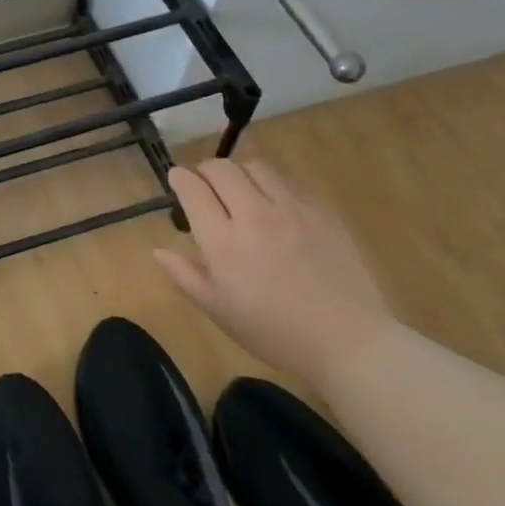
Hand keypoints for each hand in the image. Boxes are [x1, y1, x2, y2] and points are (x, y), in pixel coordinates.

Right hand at [155, 159, 392, 387]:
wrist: (345, 339)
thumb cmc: (272, 331)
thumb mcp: (218, 310)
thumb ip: (184, 275)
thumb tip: (159, 250)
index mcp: (223, 242)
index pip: (193, 189)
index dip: (180, 178)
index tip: (177, 179)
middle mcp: (254, 215)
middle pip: (222, 169)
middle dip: (205, 171)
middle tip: (205, 187)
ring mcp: (291, 209)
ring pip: (255, 167)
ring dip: (239, 174)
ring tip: (240, 193)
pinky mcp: (320, 210)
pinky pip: (287, 181)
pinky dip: (270, 184)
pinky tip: (274, 207)